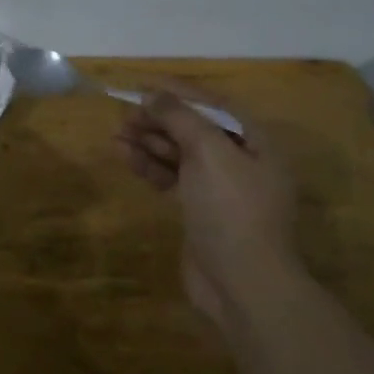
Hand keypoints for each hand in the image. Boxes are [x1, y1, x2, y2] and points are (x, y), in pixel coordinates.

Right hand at [117, 85, 303, 328]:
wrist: (244, 286)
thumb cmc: (232, 210)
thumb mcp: (209, 152)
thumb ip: (180, 117)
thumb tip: (152, 94)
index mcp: (255, 143)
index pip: (214, 105)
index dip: (178, 92)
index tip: (143, 87)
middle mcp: (241, 161)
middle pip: (195, 128)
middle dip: (160, 119)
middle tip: (125, 116)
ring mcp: (221, 189)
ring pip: (180, 153)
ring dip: (150, 142)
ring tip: (117, 135)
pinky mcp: (201, 211)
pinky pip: (173, 177)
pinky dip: (151, 166)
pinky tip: (126, 157)